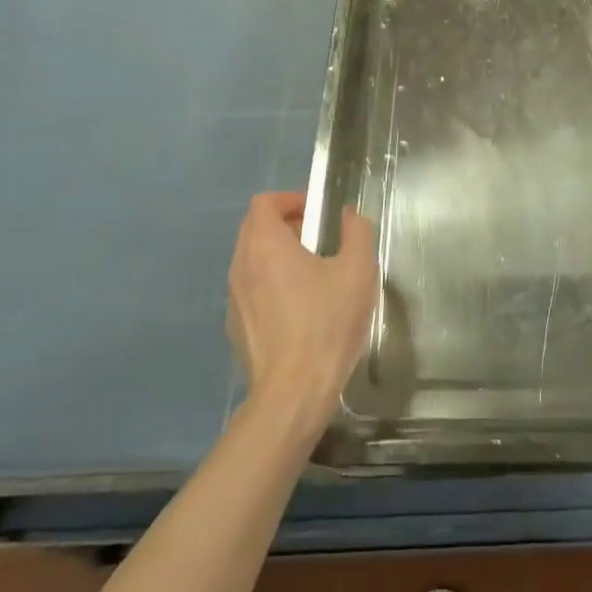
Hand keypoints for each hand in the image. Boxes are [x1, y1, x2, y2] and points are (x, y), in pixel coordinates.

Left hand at [228, 193, 377, 431]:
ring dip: (278, 255)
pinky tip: (299, 308)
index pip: (264, 202)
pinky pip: (251, 289)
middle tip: (319, 238)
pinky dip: (271, 284)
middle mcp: (241, 265)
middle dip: (286, 224)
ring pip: (252, 260)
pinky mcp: (235, 327)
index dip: (291, 199)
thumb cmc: (327, 323)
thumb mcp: (358, 270)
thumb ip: (356, 232)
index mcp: (265, 245)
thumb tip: (347, 216)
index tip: (317, 213)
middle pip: (255, 228)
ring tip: (313, 273)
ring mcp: (234, 299)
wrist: (294, 393)